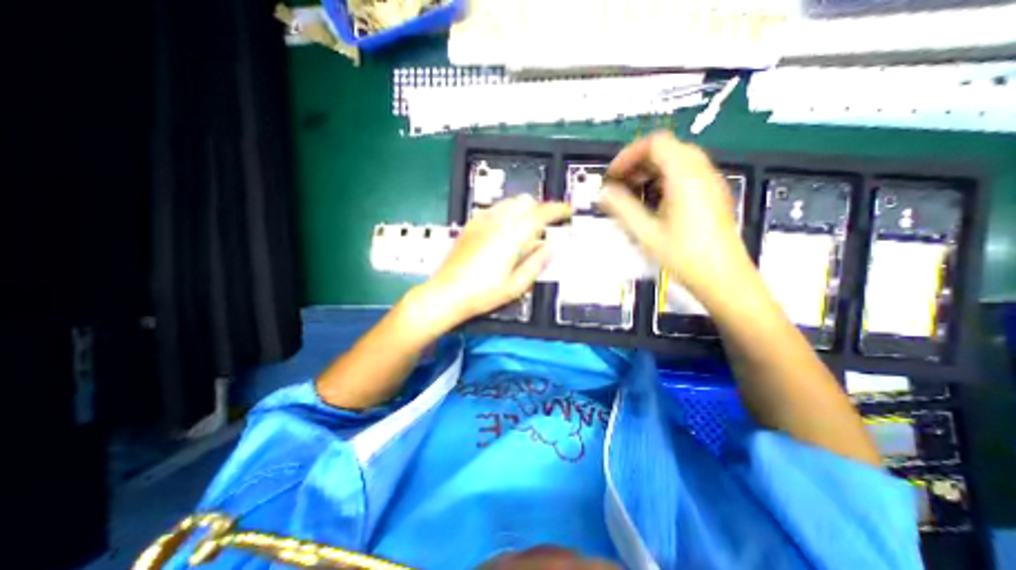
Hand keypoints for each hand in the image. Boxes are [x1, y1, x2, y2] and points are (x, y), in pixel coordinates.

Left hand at [411, 195, 570, 329]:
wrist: (447, 293)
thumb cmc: (482, 293)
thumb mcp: (516, 285)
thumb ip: (537, 263)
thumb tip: (552, 247)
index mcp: (512, 236)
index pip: (541, 213)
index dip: (558, 209)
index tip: (567, 211)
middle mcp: (497, 222)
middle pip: (526, 201)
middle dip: (541, 208)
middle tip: (548, 224)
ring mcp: (481, 221)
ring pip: (509, 202)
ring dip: (524, 209)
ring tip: (528, 226)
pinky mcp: (471, 225)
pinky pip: (494, 208)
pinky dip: (507, 212)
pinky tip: (506, 228)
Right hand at [597, 131, 747, 294]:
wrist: (723, 278)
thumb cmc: (684, 256)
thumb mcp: (646, 233)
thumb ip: (622, 208)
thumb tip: (603, 193)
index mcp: (685, 176)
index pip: (655, 143)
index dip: (628, 155)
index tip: (612, 175)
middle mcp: (702, 172)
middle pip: (667, 148)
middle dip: (638, 163)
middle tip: (620, 185)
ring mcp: (710, 182)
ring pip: (677, 160)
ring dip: (650, 171)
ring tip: (633, 194)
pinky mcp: (713, 194)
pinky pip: (686, 174)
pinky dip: (664, 179)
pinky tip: (653, 203)